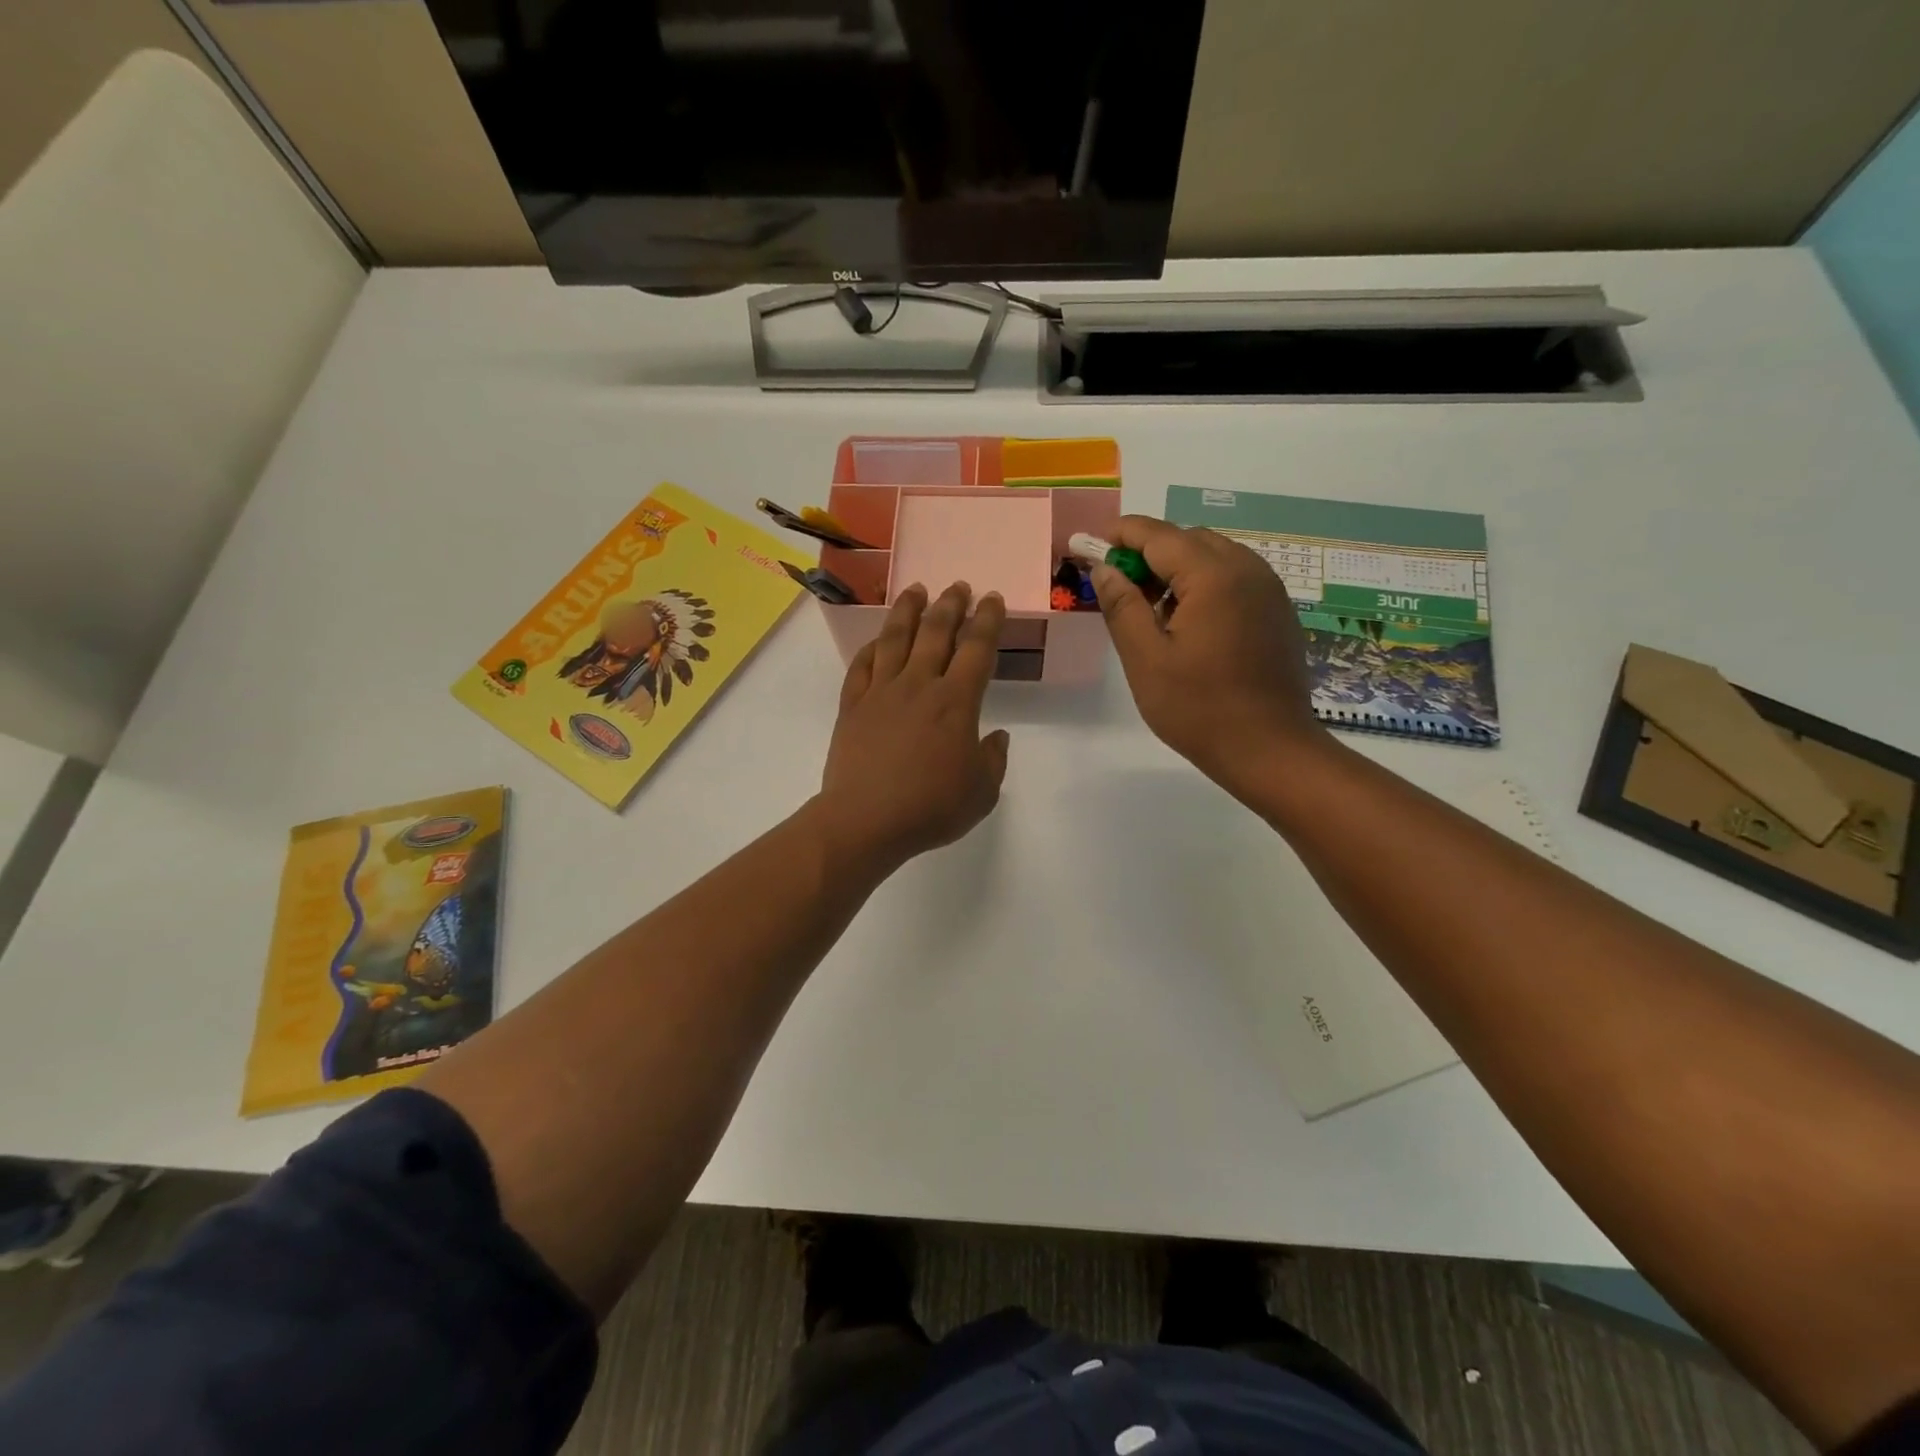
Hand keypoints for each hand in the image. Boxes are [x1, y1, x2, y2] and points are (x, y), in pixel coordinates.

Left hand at [812, 583, 1010, 875]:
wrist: (866, 820)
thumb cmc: (930, 808)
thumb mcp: (981, 793)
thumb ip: (993, 760)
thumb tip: (996, 737)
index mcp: (956, 702)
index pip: (976, 649)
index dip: (987, 620)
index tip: (992, 599)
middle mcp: (918, 685)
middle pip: (936, 633)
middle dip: (951, 605)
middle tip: (958, 586)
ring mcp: (881, 692)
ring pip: (895, 639)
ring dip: (908, 611)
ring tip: (917, 590)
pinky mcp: (852, 706)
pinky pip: (861, 666)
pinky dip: (872, 647)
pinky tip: (878, 639)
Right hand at [1090, 516, 1328, 803]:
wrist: (1270, 750)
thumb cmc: (1199, 708)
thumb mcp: (1145, 659)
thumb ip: (1122, 606)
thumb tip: (1104, 568)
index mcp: (1214, 575)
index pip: (1159, 535)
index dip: (1122, 535)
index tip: (1092, 546)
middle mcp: (1248, 569)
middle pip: (1189, 540)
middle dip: (1149, 553)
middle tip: (1119, 587)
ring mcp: (1269, 590)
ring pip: (1214, 557)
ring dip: (1178, 569)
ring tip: (1152, 610)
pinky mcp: (1278, 612)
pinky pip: (1235, 579)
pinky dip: (1204, 585)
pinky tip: (1189, 625)